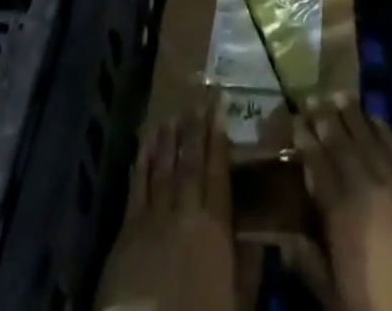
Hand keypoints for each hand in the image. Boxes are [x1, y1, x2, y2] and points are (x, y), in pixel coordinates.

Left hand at [96, 105, 236, 310]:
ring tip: (172, 114)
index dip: (218, 139)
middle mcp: (186, 213)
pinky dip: (141, 161)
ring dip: (168, 140)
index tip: (219, 108)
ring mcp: (154, 218)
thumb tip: (264, 239)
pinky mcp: (127, 230)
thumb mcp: (237, 303)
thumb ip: (249, 268)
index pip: (218, 173)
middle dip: (195, 130)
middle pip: (191, 164)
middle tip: (197, 99)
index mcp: (216, 228)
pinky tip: (144, 143)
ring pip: (164, 168)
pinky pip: (137, 186)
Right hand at [298, 100, 391, 310]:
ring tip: (340, 96)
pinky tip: (376, 119)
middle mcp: (368, 187)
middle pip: (342, 146)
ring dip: (353, 116)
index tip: (295, 120)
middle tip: (314, 97)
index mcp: (342, 215)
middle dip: (326, 120)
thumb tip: (284, 239)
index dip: (305, 142)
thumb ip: (311, 267)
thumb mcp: (338, 303)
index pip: (318, 167)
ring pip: (370, 139)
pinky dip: (384, 130)